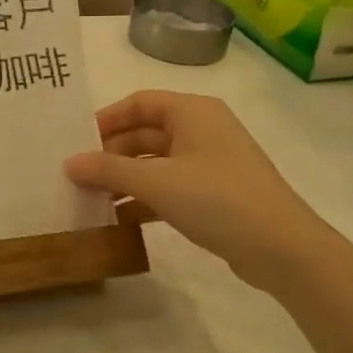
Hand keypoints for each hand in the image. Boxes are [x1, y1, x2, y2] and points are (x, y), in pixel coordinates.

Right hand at [65, 90, 331, 293]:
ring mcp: (211, 162)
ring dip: (125, 179)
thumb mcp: (156, 182)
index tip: (77, 142)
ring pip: (156, 162)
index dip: (106, 119)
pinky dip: (145, 198)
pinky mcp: (216, 193)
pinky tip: (121, 219)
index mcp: (192, 111)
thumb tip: (69, 163)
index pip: (138, 103)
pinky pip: (170, 186)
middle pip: (145, 133)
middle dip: (111, 154)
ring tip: (92, 199)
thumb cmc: (217, 199)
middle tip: (78, 175)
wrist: (283, 248)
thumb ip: (108, 170)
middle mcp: (202, 129)